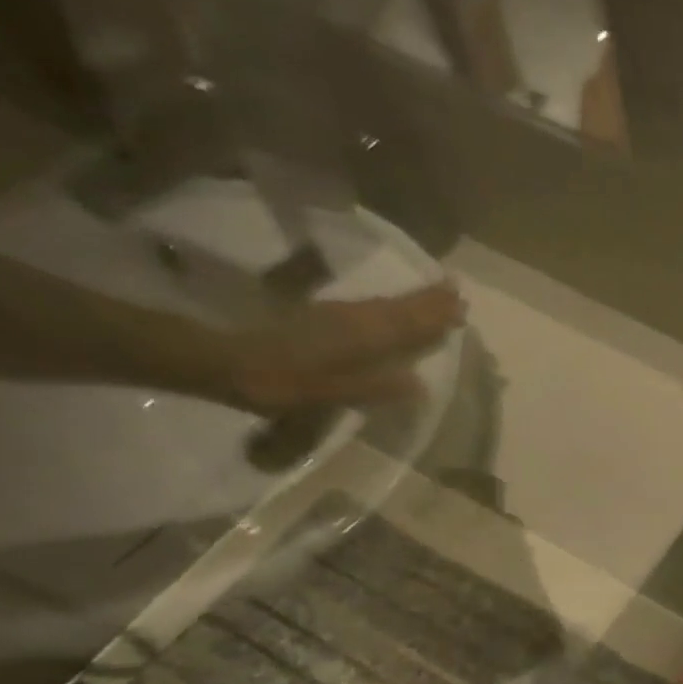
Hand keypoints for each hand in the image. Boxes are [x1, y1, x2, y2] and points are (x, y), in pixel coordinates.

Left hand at [220, 284, 462, 415]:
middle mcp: (354, 319)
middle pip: (399, 308)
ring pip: (384, 304)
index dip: (435, 315)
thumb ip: (373, 387)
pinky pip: (369, 307)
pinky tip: (391, 307)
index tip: (462, 305)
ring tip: (435, 294)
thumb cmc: (278, 382)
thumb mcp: (327, 392)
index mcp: (361, 336)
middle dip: (429, 300)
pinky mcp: (319, 315)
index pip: (408, 323)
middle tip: (456, 291)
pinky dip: (389, 304)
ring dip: (412, 299)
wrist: (220, 358)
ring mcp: (335, 314)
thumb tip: (420, 384)